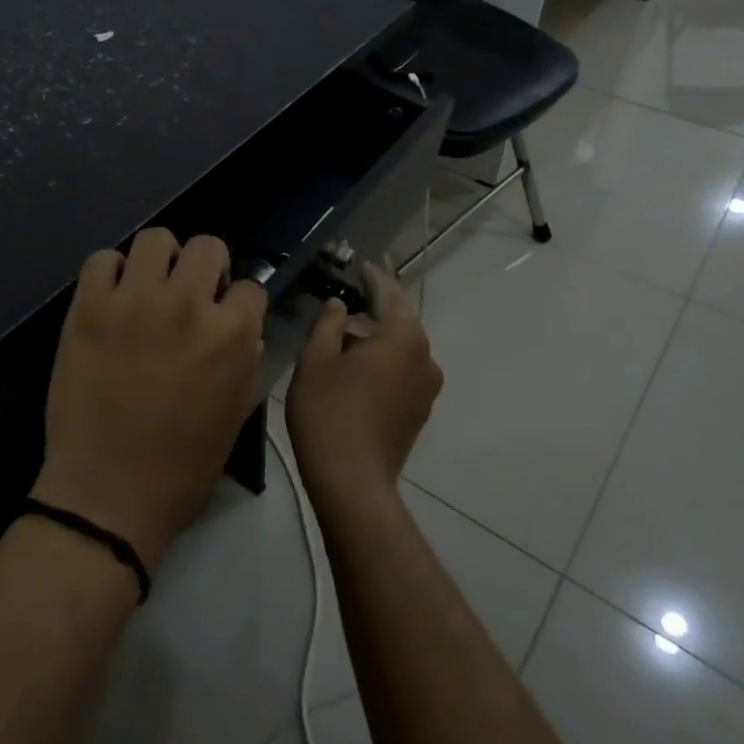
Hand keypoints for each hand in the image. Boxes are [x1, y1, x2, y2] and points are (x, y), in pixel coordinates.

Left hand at [35, 230, 267, 571]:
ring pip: (155, 239)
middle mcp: (186, 304)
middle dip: (207, 266)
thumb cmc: (182, 465)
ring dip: (160, 259)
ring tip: (150, 285)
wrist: (108, 491)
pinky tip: (113, 297)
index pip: (250, 288)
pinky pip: (102, 260)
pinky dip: (111, 273)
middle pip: (207, 246)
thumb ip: (244, 358)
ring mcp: (133, 301)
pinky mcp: (89, 307)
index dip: (239, 303)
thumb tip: (239, 326)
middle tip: (191, 292)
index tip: (226, 315)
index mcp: (231, 334)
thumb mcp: (237, 413)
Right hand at [286, 262, 442, 514]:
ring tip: (355, 322)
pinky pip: (405, 368)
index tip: (363, 263)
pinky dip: (386, 356)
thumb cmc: (329, 411)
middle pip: (403, 319)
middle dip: (382, 301)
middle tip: (362, 284)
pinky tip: (363, 359)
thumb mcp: (317, 359)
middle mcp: (424, 357)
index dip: (374, 277)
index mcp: (402, 338)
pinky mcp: (420, 409)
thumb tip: (341, 305)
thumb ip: (330, 323)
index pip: (389, 294)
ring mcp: (426, 386)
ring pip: (404, 345)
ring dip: (382, 331)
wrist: (352, 480)